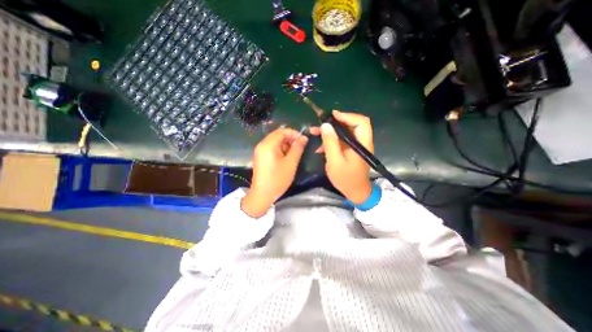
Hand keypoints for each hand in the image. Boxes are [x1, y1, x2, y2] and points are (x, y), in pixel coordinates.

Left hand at [241, 128, 306, 217]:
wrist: (262, 194)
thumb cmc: (278, 179)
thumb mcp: (291, 163)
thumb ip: (298, 148)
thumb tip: (304, 138)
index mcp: (268, 144)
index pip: (282, 131)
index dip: (294, 133)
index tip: (303, 140)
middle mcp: (262, 144)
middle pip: (278, 135)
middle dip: (290, 139)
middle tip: (300, 148)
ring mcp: (260, 151)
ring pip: (275, 142)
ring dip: (286, 145)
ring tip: (294, 154)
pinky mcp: (261, 157)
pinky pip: (272, 148)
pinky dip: (280, 150)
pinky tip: (286, 158)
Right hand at [310, 110, 373, 203]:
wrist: (355, 192)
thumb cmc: (346, 179)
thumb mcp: (335, 162)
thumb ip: (330, 143)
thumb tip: (325, 125)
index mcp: (362, 144)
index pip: (361, 122)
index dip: (347, 116)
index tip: (332, 116)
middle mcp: (361, 142)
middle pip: (351, 124)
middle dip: (335, 123)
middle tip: (320, 124)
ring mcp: (356, 146)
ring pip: (344, 132)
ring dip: (330, 131)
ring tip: (315, 132)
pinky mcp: (351, 151)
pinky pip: (341, 141)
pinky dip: (331, 141)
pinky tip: (320, 147)